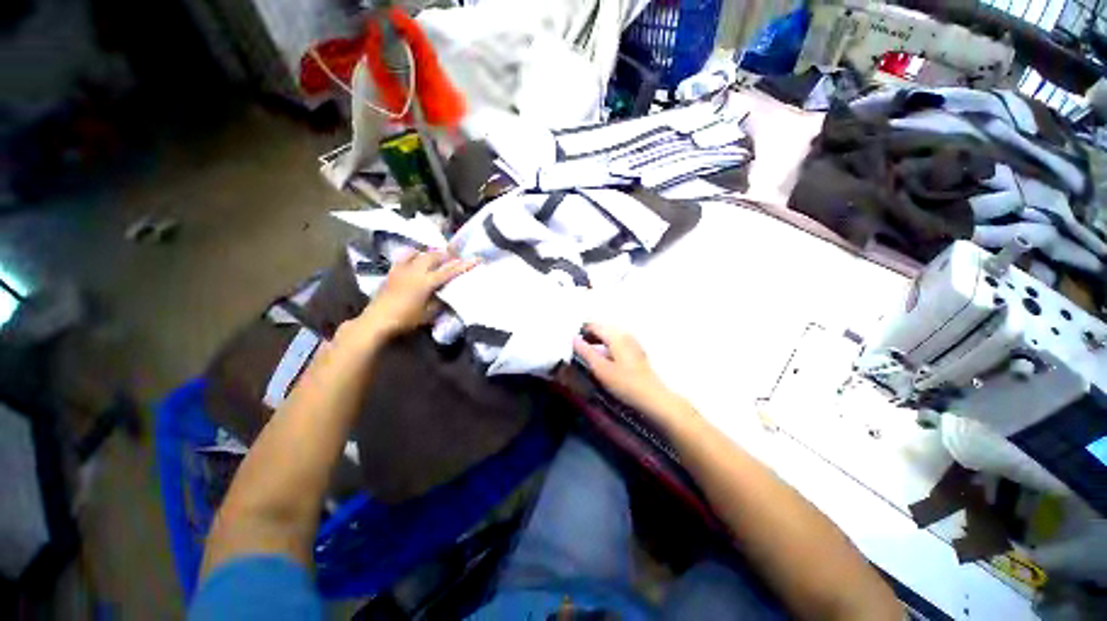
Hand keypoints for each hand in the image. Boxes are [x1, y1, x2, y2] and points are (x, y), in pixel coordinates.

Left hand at [352, 250, 477, 342]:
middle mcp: (416, 271)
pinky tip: (416, 259)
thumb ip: (440, 301)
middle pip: (435, 256)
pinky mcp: (393, 271)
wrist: (378, 320)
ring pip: (420, 254)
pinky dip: (414, 255)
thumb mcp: (429, 314)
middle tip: (456, 258)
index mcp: (427, 282)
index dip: (465, 265)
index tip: (477, 259)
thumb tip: (447, 293)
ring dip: (431, 254)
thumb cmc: (406, 319)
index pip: (450, 271)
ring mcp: (403, 269)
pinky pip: (405, 257)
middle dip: (448, 255)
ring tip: (438, 257)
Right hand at [573, 324, 684, 419]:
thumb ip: (585, 352)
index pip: (594, 326)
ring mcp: (632, 342)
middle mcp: (625, 334)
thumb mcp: (600, 368)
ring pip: (609, 336)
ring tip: (587, 353)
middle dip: (588, 335)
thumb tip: (573, 338)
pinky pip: (616, 342)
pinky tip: (602, 357)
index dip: (581, 331)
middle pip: (602, 329)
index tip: (570, 341)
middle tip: (576, 347)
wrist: (652, 397)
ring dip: (597, 341)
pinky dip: (606, 346)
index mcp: (616, 336)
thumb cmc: (624, 383)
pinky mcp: (636, 351)